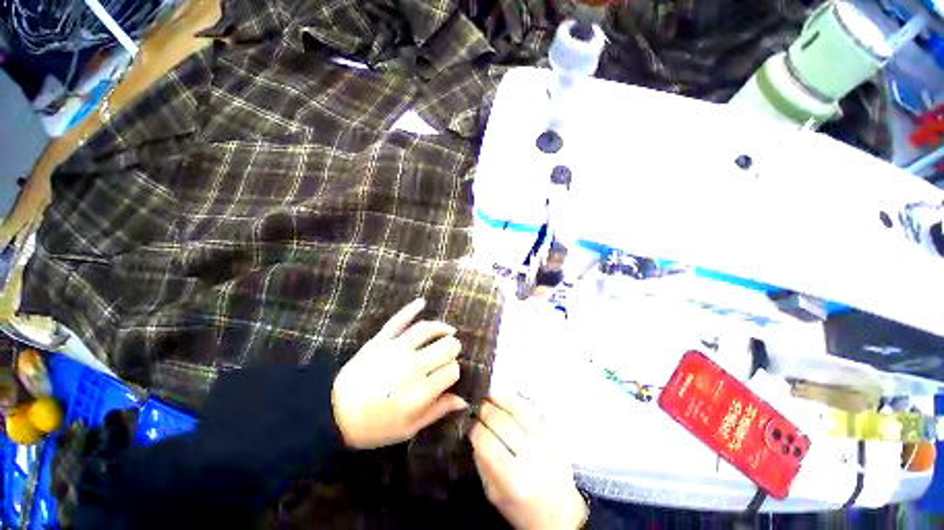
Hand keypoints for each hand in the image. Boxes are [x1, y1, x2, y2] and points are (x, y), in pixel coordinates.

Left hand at [332, 298, 468, 448]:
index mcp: (420, 392)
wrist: (334, 413)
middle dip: (453, 348)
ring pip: (427, 330)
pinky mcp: (380, 340)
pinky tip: (422, 302)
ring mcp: (395, 350)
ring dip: (442, 328)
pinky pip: (398, 320)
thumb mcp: (409, 428)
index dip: (454, 371)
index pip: (452, 371)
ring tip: (449, 330)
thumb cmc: (375, 426)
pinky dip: (410, 309)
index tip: (449, 375)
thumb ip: (437, 411)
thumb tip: (464, 400)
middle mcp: (412, 367)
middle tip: (451, 351)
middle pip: (445, 347)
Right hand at [470, 396, 587, 529]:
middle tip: (473, 403)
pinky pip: (532, 409)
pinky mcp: (554, 433)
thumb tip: (473, 430)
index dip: (472, 426)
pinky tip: (506, 399)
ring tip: (487, 395)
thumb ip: (482, 461)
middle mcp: (531, 456)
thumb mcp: (494, 494)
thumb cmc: (521, 509)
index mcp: (514, 479)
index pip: (486, 441)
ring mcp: (545, 442)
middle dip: (483, 408)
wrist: (561, 513)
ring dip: (499, 398)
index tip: (465, 420)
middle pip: (501, 421)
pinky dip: (516, 401)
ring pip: (518, 409)